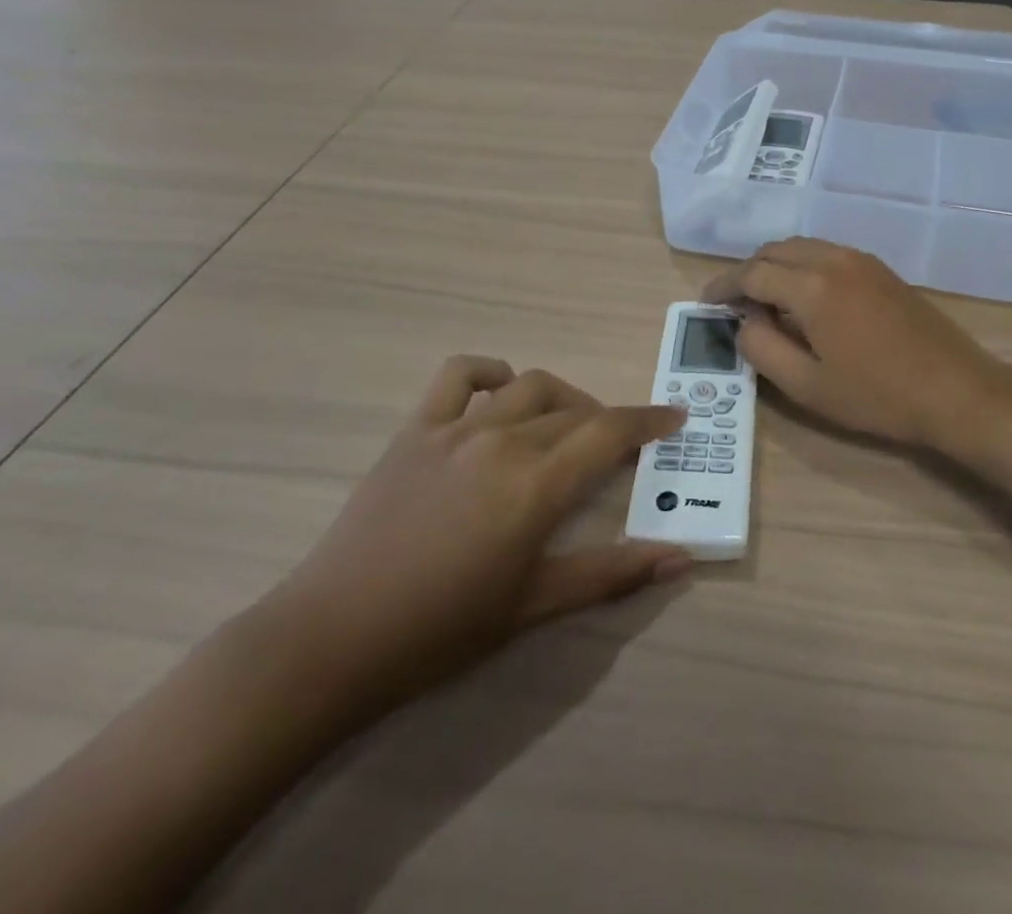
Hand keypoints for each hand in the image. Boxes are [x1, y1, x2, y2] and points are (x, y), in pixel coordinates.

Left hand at [260, 358, 689, 719]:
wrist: (333, 638)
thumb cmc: (441, 631)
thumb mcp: (534, 606)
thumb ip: (611, 574)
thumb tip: (679, 559)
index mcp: (536, 486)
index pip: (610, 432)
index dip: (649, 420)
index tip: (675, 417)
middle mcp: (504, 442)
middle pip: (575, 411)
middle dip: (609, 422)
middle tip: (620, 448)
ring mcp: (456, 429)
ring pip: (529, 386)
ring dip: (561, 398)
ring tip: (567, 426)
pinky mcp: (416, 429)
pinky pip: (459, 376)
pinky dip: (490, 373)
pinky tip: (500, 396)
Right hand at [703, 238, 1011, 459]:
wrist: (957, 391)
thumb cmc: (878, 396)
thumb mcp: (807, 386)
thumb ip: (762, 348)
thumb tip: (743, 321)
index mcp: (812, 286)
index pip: (752, 273)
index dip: (724, 286)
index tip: (707, 304)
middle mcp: (834, 259)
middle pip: (775, 250)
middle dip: (748, 272)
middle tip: (733, 304)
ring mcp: (862, 260)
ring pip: (802, 247)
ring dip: (775, 266)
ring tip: (764, 300)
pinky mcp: (880, 269)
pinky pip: (827, 253)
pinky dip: (802, 266)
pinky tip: (804, 298)